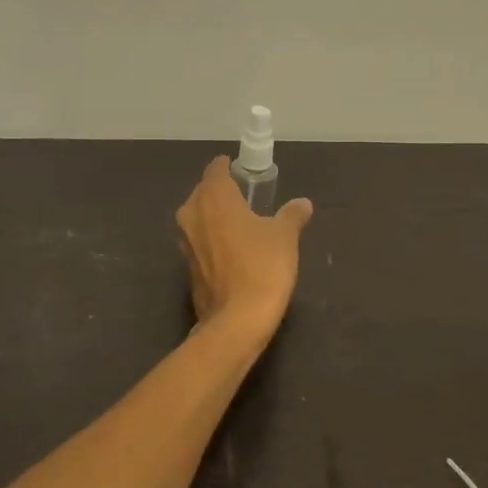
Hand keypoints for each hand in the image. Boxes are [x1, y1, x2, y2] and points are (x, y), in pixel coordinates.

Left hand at [175, 155, 313, 338]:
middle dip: (221, 193)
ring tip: (242, 225)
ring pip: (198, 218)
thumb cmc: (262, 266)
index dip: (228, 167)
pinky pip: (199, 242)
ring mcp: (184, 241)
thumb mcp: (285, 236)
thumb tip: (302, 203)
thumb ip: (292, 215)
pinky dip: (212, 240)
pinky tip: (233, 251)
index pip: (215, 169)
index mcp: (213, 196)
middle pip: (204, 192)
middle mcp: (191, 213)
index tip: (243, 172)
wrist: (237, 320)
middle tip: (246, 198)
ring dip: (215, 218)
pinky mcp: (186, 267)